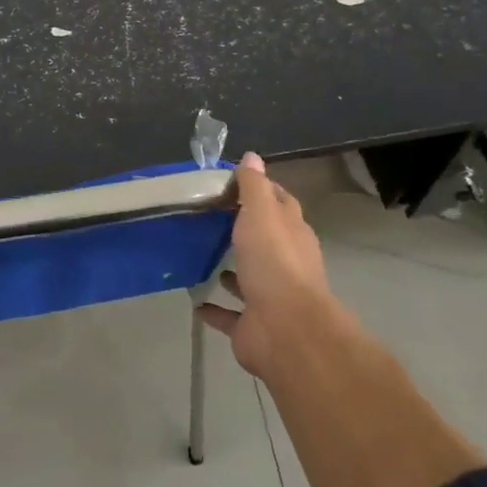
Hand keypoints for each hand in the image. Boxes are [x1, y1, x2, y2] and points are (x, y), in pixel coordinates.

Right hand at [196, 152, 334, 381]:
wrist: (285, 330)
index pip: (280, 203)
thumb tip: (253, 156)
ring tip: (201, 255)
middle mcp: (285, 262)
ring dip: (230, 269)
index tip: (233, 181)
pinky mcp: (252, 325)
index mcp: (292, 233)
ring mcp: (269, 296)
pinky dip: (214, 308)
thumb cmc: (274, 262)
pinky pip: (229, 314)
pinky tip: (194, 300)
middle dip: (244, 229)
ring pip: (247, 277)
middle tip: (209, 216)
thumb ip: (254, 186)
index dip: (261, 190)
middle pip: (265, 239)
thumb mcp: (262, 213)